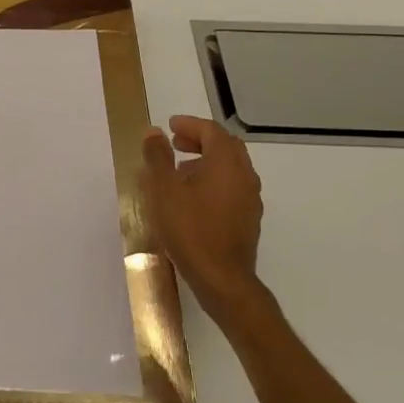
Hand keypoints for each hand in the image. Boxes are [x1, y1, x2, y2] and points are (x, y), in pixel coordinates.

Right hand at [140, 115, 266, 306]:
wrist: (221, 277)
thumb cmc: (189, 228)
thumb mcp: (163, 190)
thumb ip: (157, 157)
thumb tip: (153, 132)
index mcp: (226, 163)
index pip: (212, 131)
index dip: (190, 124)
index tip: (170, 125)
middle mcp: (244, 175)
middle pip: (226, 146)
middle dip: (200, 140)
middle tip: (175, 143)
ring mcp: (250, 198)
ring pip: (230, 167)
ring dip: (206, 161)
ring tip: (179, 170)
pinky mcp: (248, 218)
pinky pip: (232, 186)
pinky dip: (213, 180)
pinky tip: (193, 197)